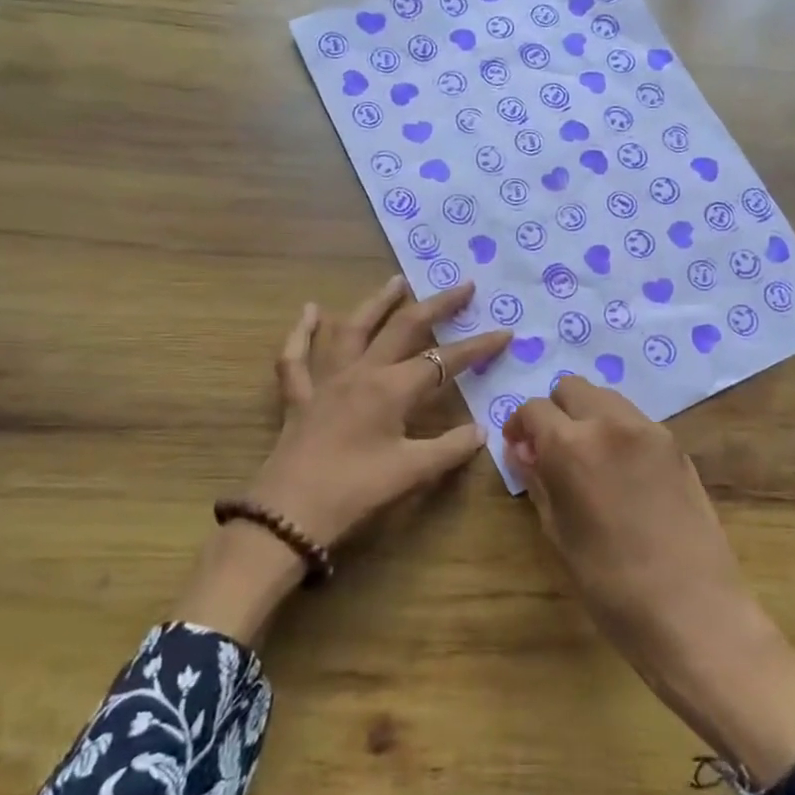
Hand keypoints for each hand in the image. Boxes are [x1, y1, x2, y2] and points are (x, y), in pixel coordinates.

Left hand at [177, 276, 509, 643]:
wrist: (288, 514)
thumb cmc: (354, 492)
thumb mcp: (411, 473)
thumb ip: (450, 448)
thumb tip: (482, 431)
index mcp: (391, 388)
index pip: (445, 361)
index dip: (477, 347)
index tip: (505, 332)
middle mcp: (361, 372)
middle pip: (403, 327)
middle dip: (436, 305)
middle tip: (462, 286)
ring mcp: (326, 380)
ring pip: (352, 328)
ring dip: (377, 303)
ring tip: (397, 280)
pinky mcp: (298, 396)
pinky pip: (296, 357)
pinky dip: (302, 331)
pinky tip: (310, 310)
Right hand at [505, 377, 794, 787]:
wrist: (694, 611)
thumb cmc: (611, 585)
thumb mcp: (559, 534)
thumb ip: (538, 481)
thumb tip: (523, 451)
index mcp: (572, 445)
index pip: (534, 409)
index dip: (520, 425)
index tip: (519, 449)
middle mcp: (611, 423)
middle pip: (572, 388)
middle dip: (555, 412)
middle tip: (552, 450)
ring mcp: (650, 431)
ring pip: (607, 398)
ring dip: (588, 416)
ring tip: (588, 460)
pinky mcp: (677, 447)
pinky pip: (636, 421)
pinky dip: (618, 431)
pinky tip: (622, 474)